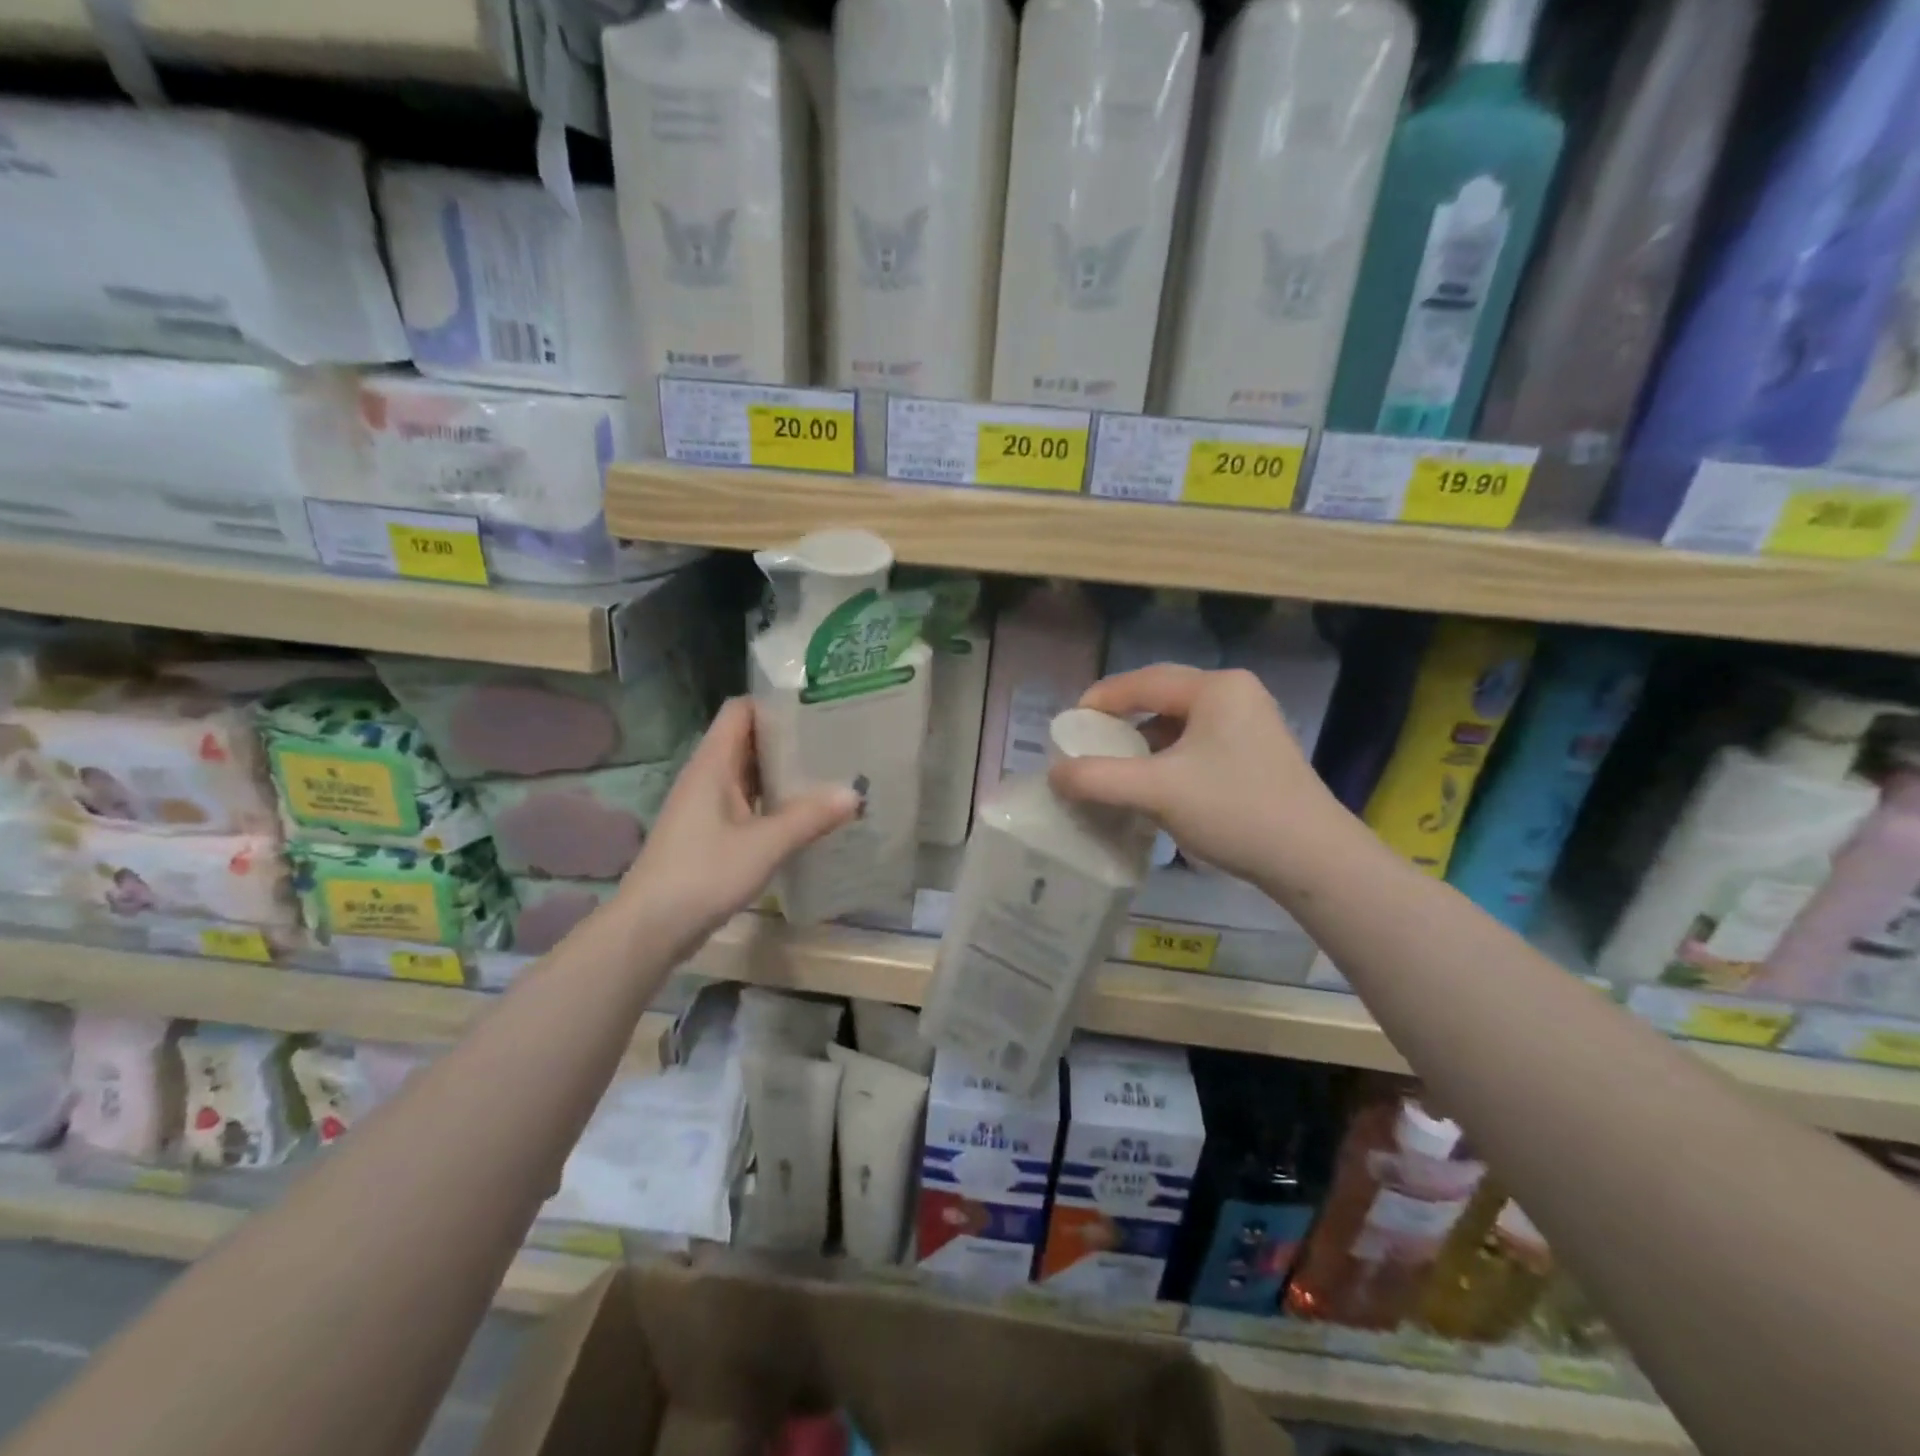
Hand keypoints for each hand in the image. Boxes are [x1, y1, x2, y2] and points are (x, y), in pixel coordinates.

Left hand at [620, 698, 857, 945]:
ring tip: (829, 771)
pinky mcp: (710, 833)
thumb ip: (810, 817)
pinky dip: (775, 801)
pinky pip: (748, 802)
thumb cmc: (703, 874)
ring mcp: (707, 806)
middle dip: (789, 738)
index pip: (741, 710)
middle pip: (749, 740)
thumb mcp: (764, 845)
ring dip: (784, 772)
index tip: (818, 705)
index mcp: (713, 764)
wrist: (650, 928)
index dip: (775, 702)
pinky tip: (805, 813)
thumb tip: (855, 793)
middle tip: (836, 739)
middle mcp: (708, 776)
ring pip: (750, 774)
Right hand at [1047, 665, 1345, 886]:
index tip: (1069, 726)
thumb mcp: (1156, 792)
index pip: (1142, 681)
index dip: (1100, 700)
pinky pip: (1198, 744)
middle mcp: (1235, 694)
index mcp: (1215, 688)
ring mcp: (1250, 723)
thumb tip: (1054, 773)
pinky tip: (1154, 785)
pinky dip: (1168, 759)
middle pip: (1161, 698)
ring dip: (1144, 744)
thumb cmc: (1234, 811)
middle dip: (1121, 722)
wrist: (1312, 860)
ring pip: (1179, 723)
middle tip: (1089, 744)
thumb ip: (1098, 778)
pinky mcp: (1256, 752)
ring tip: (1116, 768)